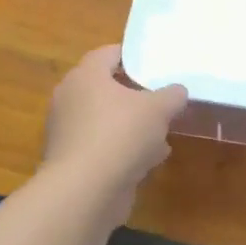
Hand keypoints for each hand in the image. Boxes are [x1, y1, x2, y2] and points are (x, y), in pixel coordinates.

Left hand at [41, 45, 187, 221]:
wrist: (84, 191)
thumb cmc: (120, 135)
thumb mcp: (158, 109)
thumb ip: (172, 95)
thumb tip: (177, 91)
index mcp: (86, 76)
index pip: (109, 54)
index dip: (134, 57)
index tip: (156, 65)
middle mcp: (70, 98)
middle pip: (107, 88)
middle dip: (136, 96)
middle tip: (161, 101)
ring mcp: (68, 131)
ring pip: (106, 120)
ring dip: (132, 127)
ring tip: (161, 136)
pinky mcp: (71, 161)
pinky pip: (102, 146)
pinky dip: (122, 151)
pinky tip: (147, 162)